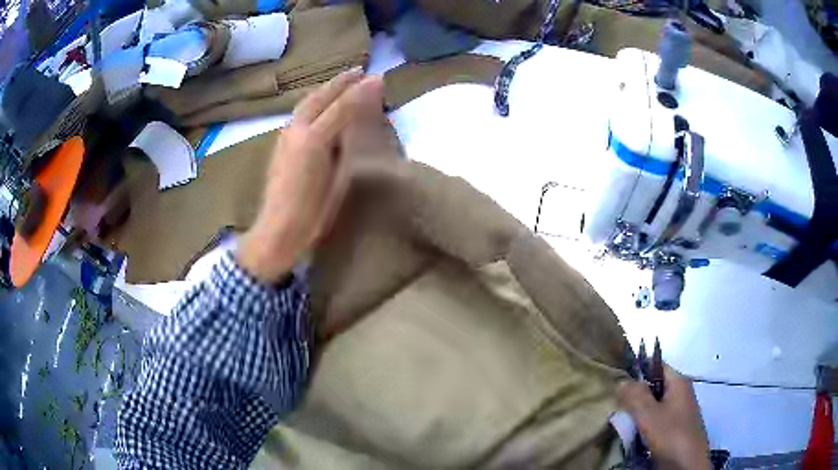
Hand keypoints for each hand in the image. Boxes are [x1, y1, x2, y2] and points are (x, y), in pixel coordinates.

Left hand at [237, 68, 383, 282]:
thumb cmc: (314, 213)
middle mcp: (296, 130)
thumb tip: (356, 122)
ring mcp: (285, 135)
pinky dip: (314, 101)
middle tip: (361, 70)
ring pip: (307, 101)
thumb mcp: (337, 180)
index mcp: (314, 140)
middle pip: (321, 96)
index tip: (379, 78)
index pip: (342, 107)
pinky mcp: (280, 142)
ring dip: (326, 87)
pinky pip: (299, 112)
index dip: (361, 91)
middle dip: (342, 81)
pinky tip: (322, 102)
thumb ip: (345, 146)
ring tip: (343, 80)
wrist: (278, 230)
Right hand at [617, 365, 711, 469]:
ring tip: (622, 422)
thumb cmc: (671, 435)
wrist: (686, 465)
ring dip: (638, 413)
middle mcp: (681, 393)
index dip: (638, 369)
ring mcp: (679, 412)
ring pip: (654, 406)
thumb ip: (635, 396)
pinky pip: (656, 421)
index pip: (657, 365)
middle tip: (617, 405)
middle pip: (654, 387)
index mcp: (679, 382)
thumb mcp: (649, 415)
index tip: (618, 381)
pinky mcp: (675, 430)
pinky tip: (633, 435)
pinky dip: (644, 425)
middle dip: (635, 395)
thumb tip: (621, 379)